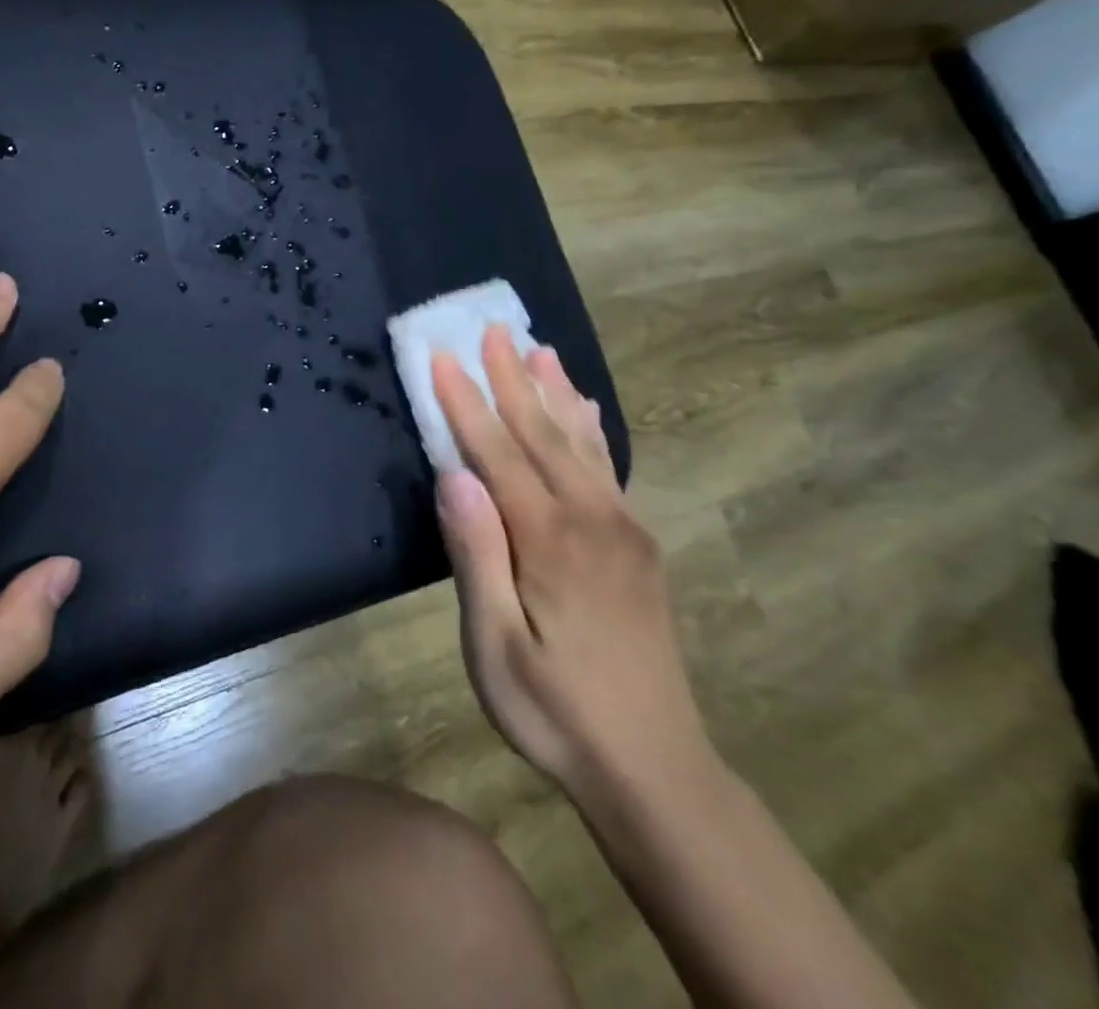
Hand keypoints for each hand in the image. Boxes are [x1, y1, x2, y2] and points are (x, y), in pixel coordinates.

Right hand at [431, 330, 709, 799]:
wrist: (655, 769)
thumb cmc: (554, 710)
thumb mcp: (495, 645)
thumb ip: (476, 554)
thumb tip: (454, 476)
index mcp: (549, 540)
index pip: (497, 452)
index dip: (466, 403)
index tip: (443, 356)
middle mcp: (591, 519)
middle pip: (542, 434)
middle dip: (511, 379)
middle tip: (492, 329)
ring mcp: (622, 530)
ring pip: (581, 443)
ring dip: (555, 393)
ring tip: (541, 349)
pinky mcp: (637, 546)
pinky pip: (609, 468)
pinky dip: (592, 429)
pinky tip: (586, 412)